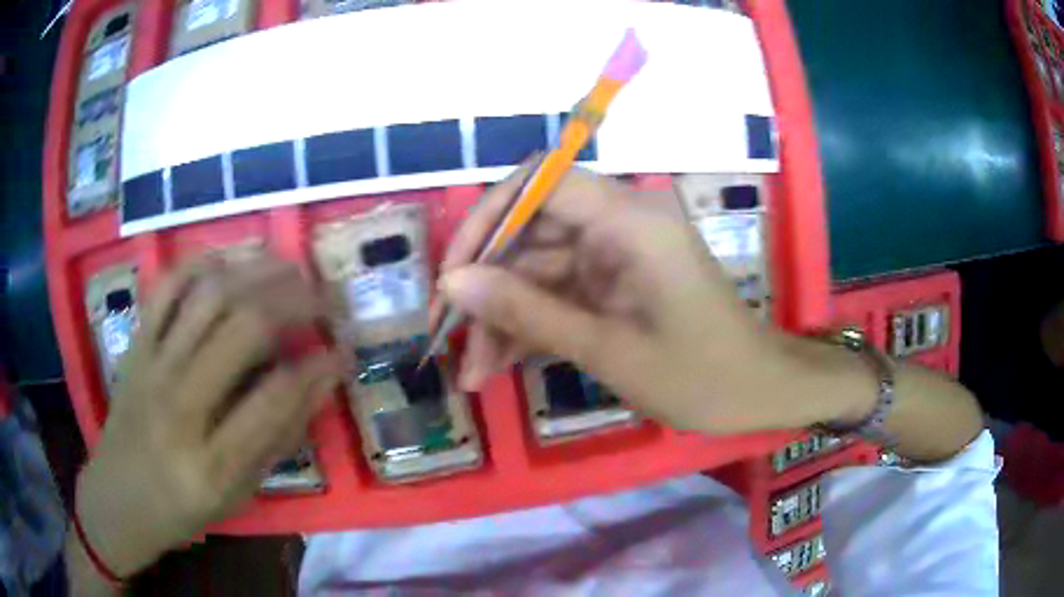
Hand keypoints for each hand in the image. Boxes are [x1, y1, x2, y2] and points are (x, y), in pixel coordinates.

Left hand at [75, 257, 340, 577]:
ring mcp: (151, 367)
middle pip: (244, 327)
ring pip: (210, 295)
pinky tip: (232, 262)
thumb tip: (320, 381)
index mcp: (211, 464)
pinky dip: (203, 263)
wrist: (118, 498)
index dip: (318, 367)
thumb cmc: (182, 509)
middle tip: (328, 299)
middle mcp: (179, 406)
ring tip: (292, 268)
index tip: (344, 351)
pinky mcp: (135, 345)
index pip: (274, 397)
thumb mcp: (238, 494)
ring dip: (259, 271)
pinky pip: (168, 287)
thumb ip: (277, 438)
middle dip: (298, 301)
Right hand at [437, 168, 844, 433]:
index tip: (454, 274)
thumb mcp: (607, 349)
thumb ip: (527, 311)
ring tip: (474, 375)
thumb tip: (452, 284)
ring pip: (539, 269)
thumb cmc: (699, 375)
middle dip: (487, 286)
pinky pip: (560, 292)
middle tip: (449, 338)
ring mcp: (617, 253)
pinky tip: (501, 366)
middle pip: (532, 231)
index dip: (487, 218)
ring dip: (504, 317)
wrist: (758, 392)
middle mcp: (620, 222)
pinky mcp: (616, 281)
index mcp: (629, 219)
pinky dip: (531, 325)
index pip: (540, 182)